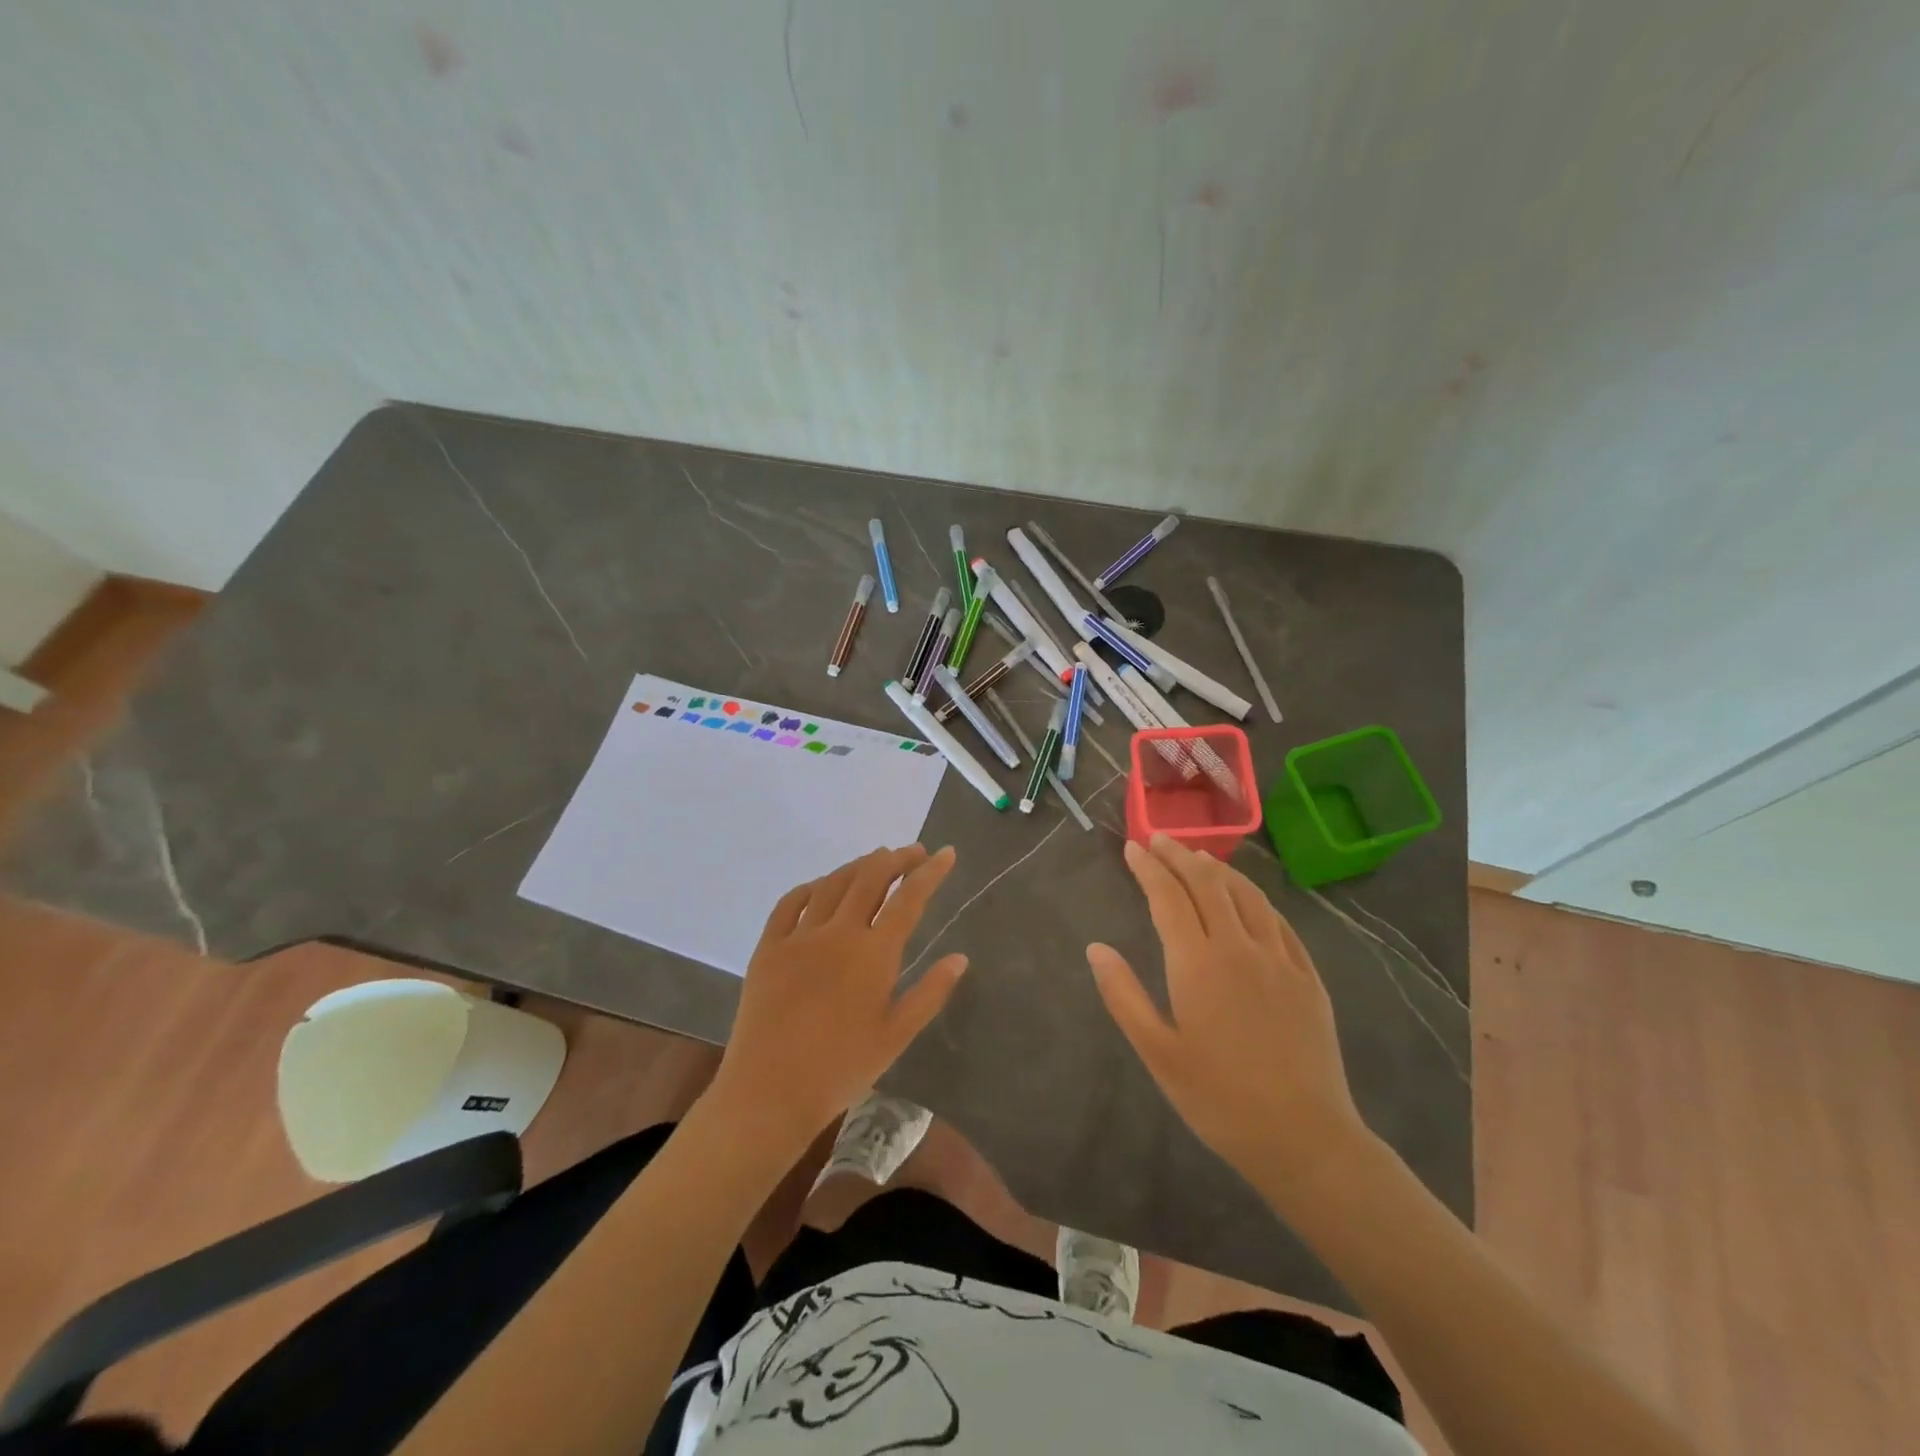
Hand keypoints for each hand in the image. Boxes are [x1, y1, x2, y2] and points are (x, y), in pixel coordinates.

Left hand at [709, 845, 967, 1156]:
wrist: (770, 1091)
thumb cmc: (842, 1068)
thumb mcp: (897, 1035)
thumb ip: (930, 992)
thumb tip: (960, 957)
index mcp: (874, 953)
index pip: (909, 898)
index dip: (930, 872)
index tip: (946, 853)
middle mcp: (838, 932)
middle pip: (870, 878)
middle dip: (896, 859)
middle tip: (913, 852)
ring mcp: (800, 936)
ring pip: (833, 883)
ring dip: (858, 866)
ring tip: (875, 861)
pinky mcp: (769, 947)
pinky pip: (790, 902)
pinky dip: (812, 886)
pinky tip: (822, 886)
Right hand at [1087, 835, 1370, 1197]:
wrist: (1304, 1137)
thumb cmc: (1218, 1098)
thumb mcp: (1158, 1053)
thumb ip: (1124, 995)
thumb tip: (1096, 948)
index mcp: (1198, 963)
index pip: (1169, 897)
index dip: (1149, 869)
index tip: (1134, 849)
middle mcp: (1239, 947)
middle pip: (1208, 884)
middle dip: (1180, 856)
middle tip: (1160, 840)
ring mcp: (1279, 959)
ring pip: (1247, 895)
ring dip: (1220, 870)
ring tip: (1199, 858)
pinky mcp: (1307, 976)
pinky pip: (1279, 921)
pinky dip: (1257, 898)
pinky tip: (1249, 898)